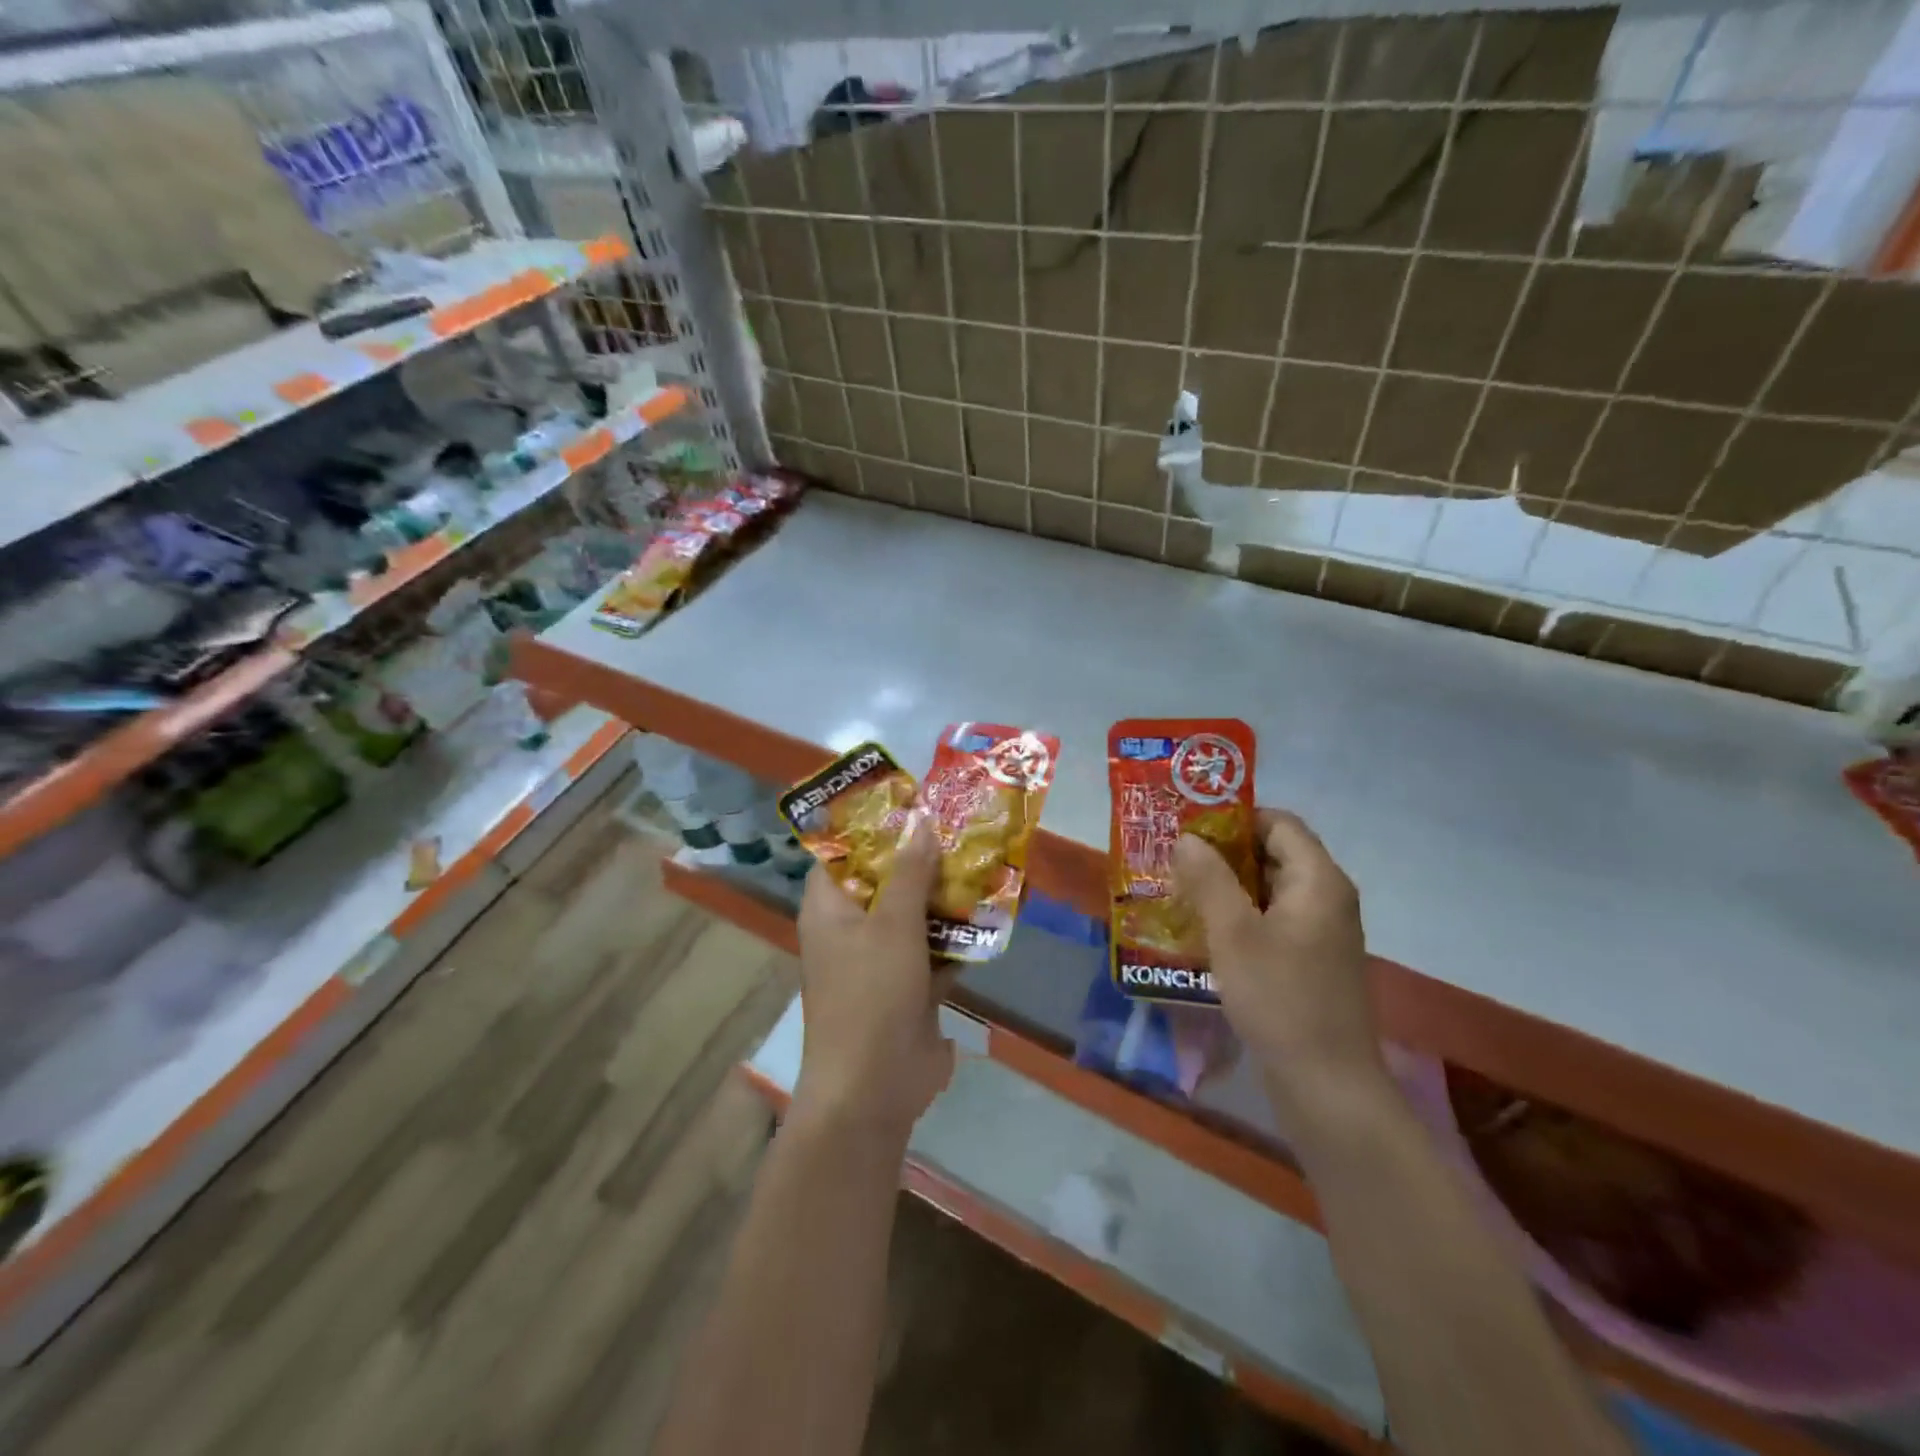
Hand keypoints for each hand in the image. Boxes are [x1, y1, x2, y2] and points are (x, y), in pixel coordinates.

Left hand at [791, 814, 954, 1145]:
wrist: (874, 1090)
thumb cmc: (871, 995)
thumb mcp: (893, 924)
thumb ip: (910, 872)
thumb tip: (921, 822)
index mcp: (830, 908)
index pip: (844, 852)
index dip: (875, 827)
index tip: (915, 803)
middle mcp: (851, 928)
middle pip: (887, 880)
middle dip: (924, 859)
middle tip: (963, 827)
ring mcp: (881, 959)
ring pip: (915, 915)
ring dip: (947, 896)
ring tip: (986, 858)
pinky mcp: (909, 987)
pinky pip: (934, 949)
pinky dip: (957, 936)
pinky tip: (992, 911)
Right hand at [1173, 809, 1383, 1111]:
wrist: (1326, 1085)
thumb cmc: (1280, 998)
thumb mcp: (1233, 933)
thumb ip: (1208, 878)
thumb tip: (1187, 838)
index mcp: (1318, 881)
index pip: (1278, 823)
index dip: (1233, 818)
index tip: (1188, 827)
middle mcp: (1326, 899)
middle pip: (1273, 854)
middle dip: (1222, 853)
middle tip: (1173, 859)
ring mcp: (1321, 933)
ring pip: (1269, 890)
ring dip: (1226, 887)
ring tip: (1178, 891)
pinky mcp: (1311, 962)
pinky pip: (1272, 922)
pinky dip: (1239, 917)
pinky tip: (1203, 932)